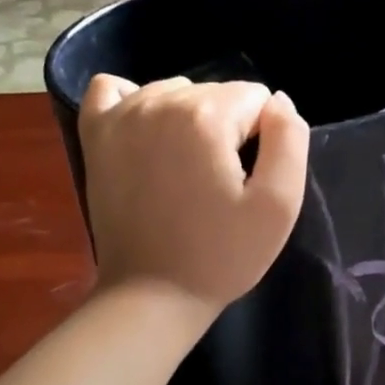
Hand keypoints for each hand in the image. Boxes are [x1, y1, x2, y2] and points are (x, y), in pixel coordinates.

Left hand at [78, 74, 309, 313]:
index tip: (247, 180)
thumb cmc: (222, 256)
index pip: (256, 98)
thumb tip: (278, 102)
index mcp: (206, 116)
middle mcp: (159, 102)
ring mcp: (120, 116)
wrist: (152, 295)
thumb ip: (289, 140)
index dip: (263, 139)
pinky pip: (112, 90)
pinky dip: (134, 102)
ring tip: (186, 171)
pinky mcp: (95, 135)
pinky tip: (146, 135)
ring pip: (174, 91)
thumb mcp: (278, 205)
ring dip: (189, 120)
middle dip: (227, 129)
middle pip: (216, 92)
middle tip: (217, 184)